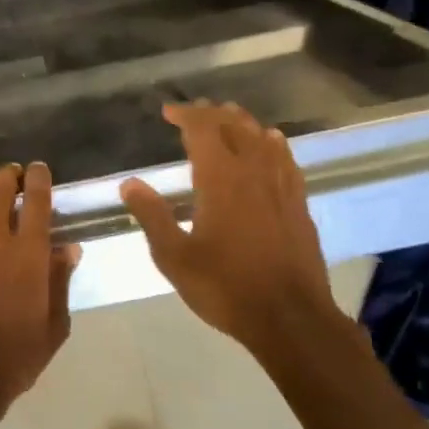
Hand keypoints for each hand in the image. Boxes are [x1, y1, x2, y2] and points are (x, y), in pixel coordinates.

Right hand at [120, 101, 339, 350]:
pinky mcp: (299, 204)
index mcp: (221, 180)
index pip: (203, 131)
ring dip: (243, 124)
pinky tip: (271, 145)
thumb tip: (129, 183)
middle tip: (193, 113)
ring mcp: (282, 187)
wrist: (289, 317)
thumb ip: (152, 216)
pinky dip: (272, 144)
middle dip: (213, 114)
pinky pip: (286, 160)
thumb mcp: (174, 257)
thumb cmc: (224, 287)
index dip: (185, 115)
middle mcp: (254, 173)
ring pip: (264, 139)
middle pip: (236, 127)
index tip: (167, 111)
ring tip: (228, 118)